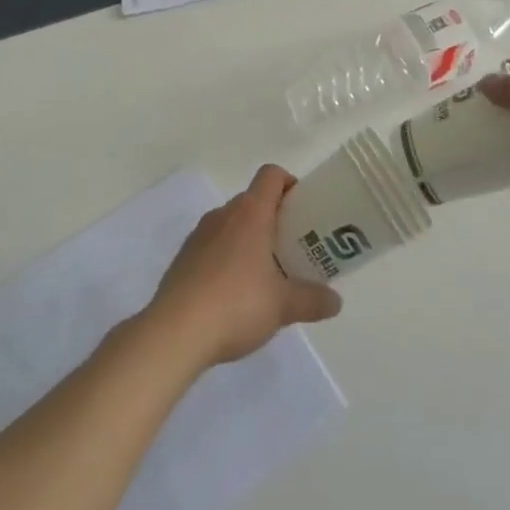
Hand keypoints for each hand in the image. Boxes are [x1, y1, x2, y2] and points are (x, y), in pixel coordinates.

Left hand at [145, 165, 342, 367]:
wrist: (174, 333)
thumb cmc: (236, 305)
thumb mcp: (283, 306)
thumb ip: (313, 300)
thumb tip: (336, 301)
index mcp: (250, 213)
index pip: (271, 175)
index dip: (289, 183)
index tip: (304, 209)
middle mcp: (222, 215)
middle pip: (253, 200)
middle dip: (274, 218)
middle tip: (293, 247)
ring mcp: (198, 236)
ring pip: (231, 224)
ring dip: (249, 239)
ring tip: (266, 274)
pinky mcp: (182, 260)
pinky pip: (212, 246)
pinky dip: (227, 258)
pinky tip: (235, 294)